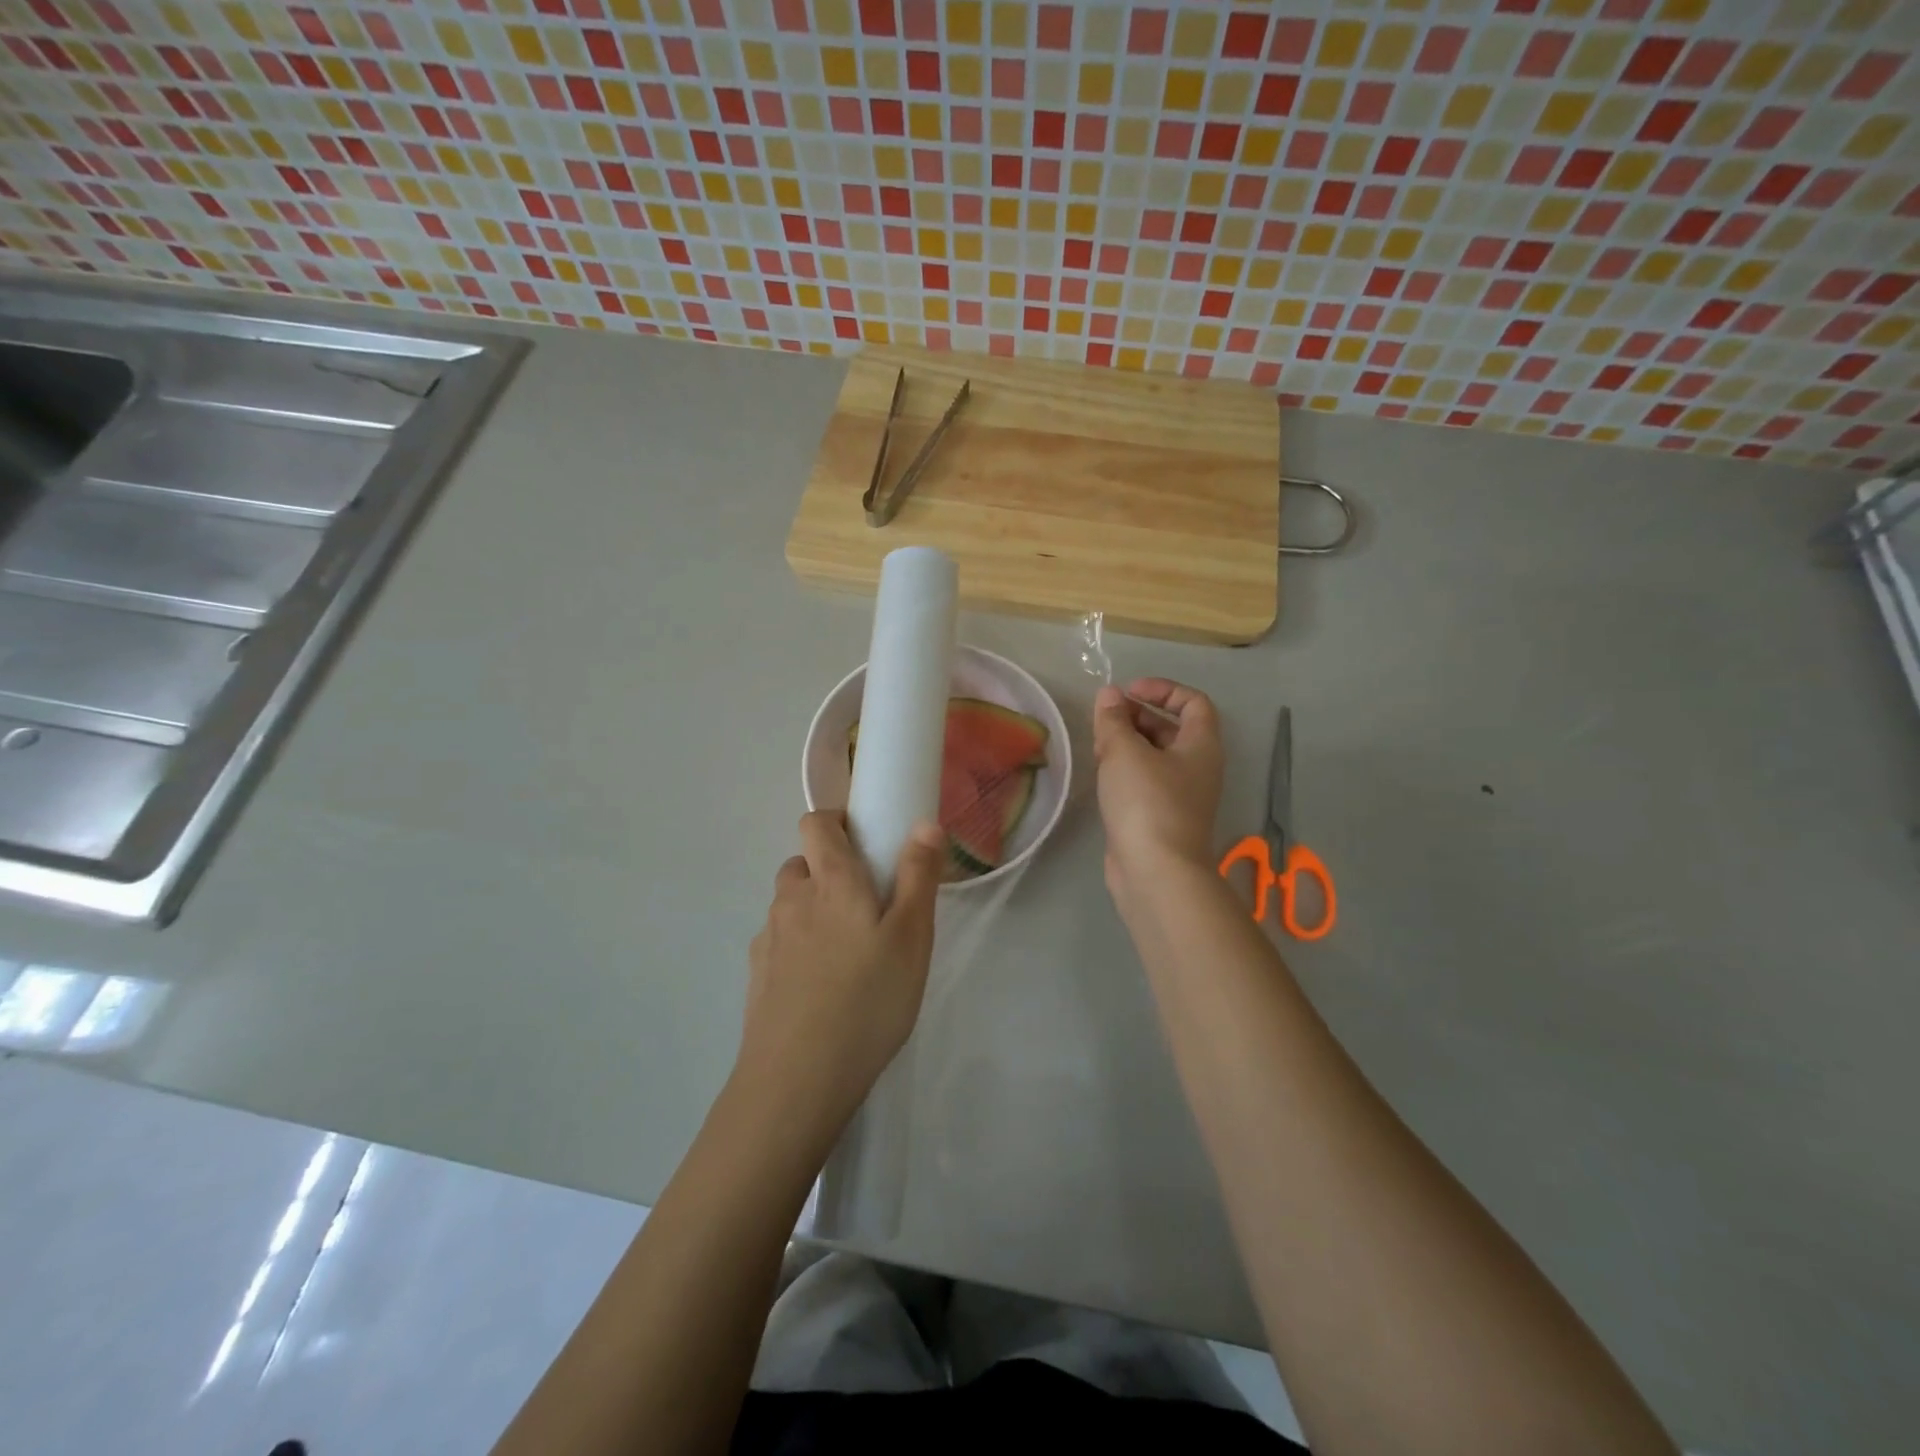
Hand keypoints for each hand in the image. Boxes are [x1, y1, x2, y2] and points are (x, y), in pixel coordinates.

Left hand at [738, 810, 945, 1144]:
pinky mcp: (756, 975)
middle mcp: (792, 899)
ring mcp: (768, 938)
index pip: (816, 823)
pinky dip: (798, 947)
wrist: (798, 1080)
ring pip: (790, 905)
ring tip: (847, 953)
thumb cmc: (868, 1000)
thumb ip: (918, 876)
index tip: (865, 842)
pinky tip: (821, 986)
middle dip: (829, 871)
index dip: (836, 821)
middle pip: (802, 864)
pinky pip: (779, 942)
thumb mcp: (912, 938)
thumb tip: (924, 823)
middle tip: (867, 907)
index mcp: (831, 882)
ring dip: (813, 910)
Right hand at [1092, 679, 1224, 892]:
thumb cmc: (1147, 803)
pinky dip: (1124, 771)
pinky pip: (1143, 782)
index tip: (1128, 692)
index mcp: (1201, 746)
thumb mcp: (1124, 752)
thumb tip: (1109, 695)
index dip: (1162, 689)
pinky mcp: (1159, 818)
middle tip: (1105, 719)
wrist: (1156, 873)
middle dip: (1137, 716)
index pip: (1193, 702)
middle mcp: (1196, 768)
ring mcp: (1179, 795)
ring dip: (1127, 744)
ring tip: (1097, 745)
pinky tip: (1100, 774)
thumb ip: (1114, 720)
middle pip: (1171, 729)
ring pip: (1154, 757)